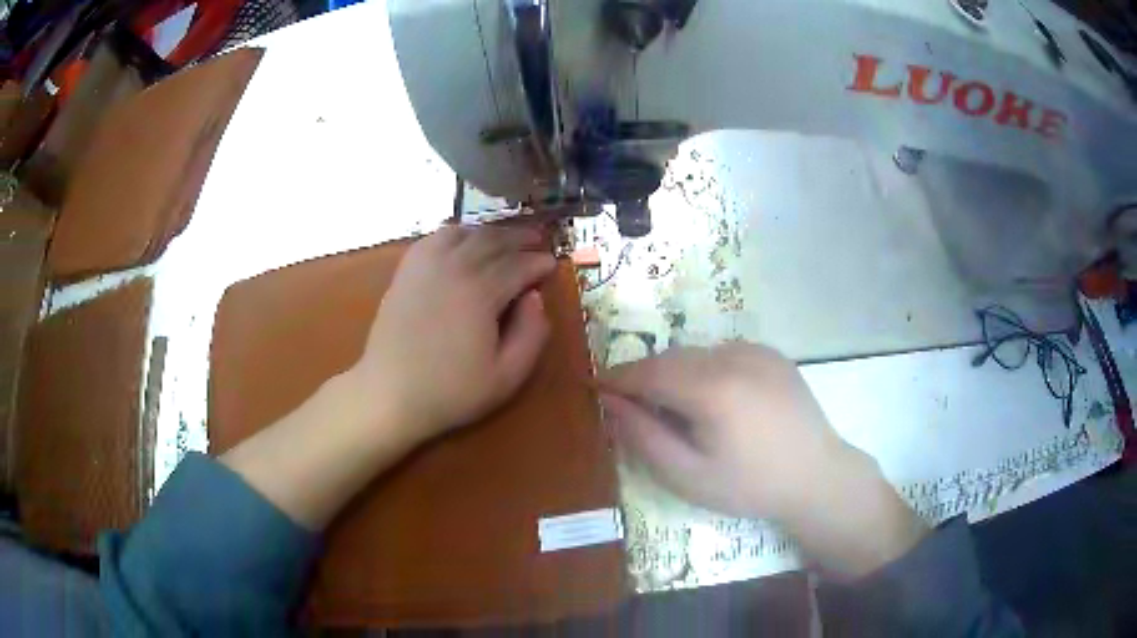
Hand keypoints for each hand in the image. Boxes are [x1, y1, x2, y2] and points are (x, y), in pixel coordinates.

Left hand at [350, 225, 556, 445]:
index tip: (552, 263)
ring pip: (465, 233)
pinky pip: (436, 238)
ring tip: (505, 239)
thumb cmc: (451, 391)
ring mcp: (426, 264)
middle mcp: (454, 267)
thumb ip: (532, 334)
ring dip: (490, 232)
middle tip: (537, 241)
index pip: (518, 265)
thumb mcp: (507, 376)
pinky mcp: (407, 270)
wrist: (390, 393)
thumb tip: (535, 298)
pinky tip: (464, 242)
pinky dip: (457, 233)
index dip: (539, 262)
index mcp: (481, 291)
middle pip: (493, 241)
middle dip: (519, 238)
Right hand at [601, 342, 927, 576]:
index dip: (617, 378)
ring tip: (675, 407)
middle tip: (632, 405)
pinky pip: (723, 353)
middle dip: (644, 376)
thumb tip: (609, 401)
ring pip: (696, 352)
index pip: (647, 372)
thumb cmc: (749, 485)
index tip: (594, 386)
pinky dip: (705, 368)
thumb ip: (643, 436)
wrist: (817, 476)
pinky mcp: (772, 353)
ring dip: (675, 372)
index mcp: (712, 388)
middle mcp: (733, 356)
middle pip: (671, 358)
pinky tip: (716, 399)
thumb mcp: (688, 475)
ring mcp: (756, 351)